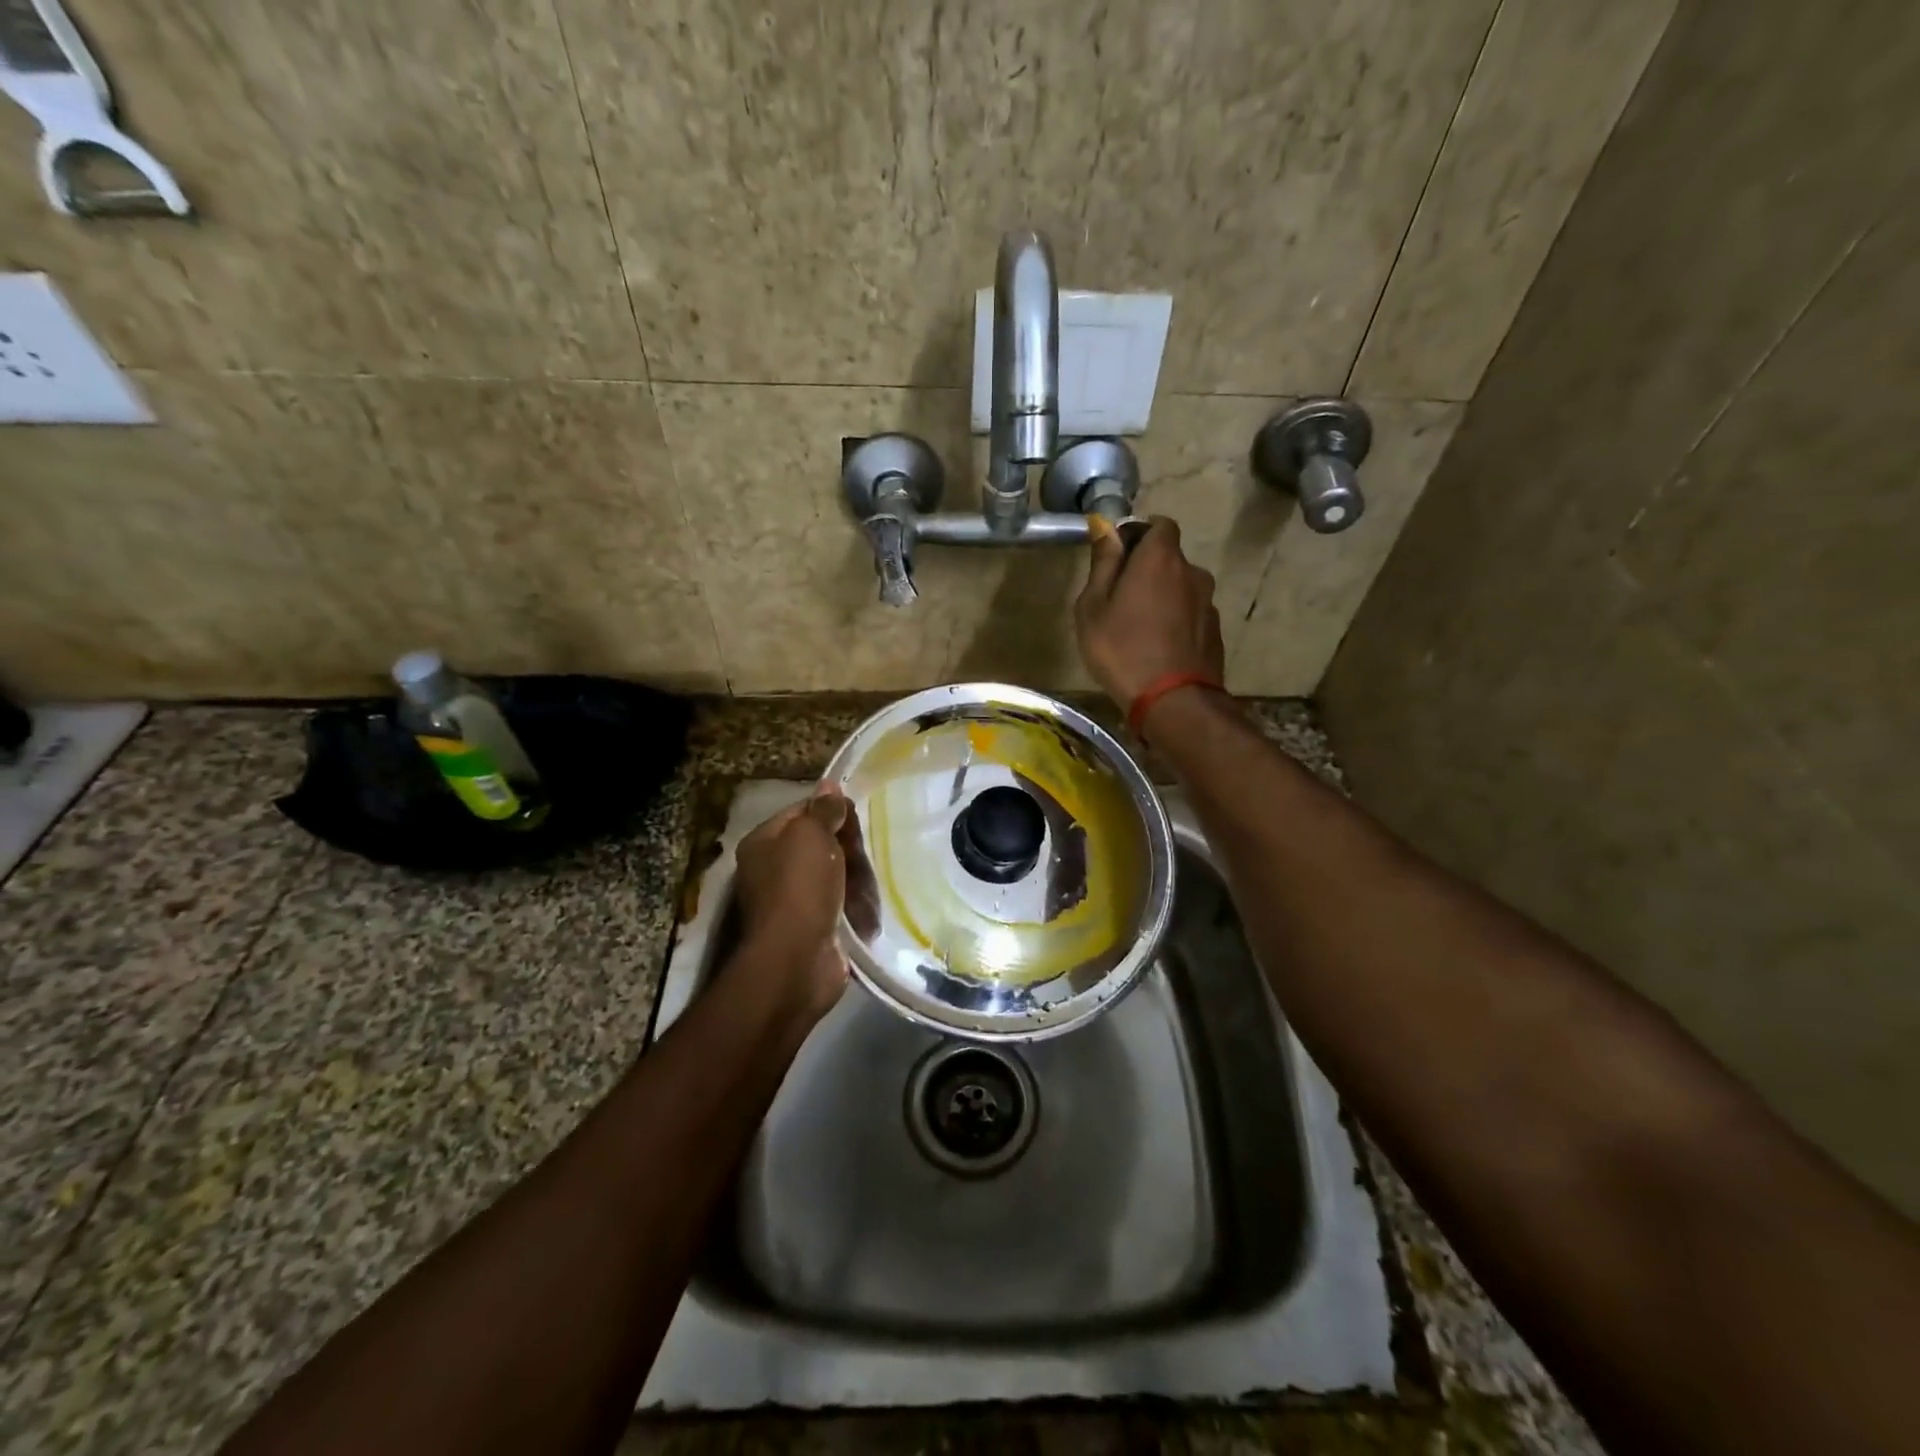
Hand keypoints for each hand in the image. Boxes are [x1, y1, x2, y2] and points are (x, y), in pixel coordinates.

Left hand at [731, 786, 859, 1021]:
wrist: (796, 959)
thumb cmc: (800, 887)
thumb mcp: (811, 835)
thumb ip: (823, 810)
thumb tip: (829, 785)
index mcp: (763, 843)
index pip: (801, 811)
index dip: (830, 811)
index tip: (856, 817)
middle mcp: (772, 870)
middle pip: (819, 844)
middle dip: (845, 847)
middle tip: (862, 853)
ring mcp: (792, 901)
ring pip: (833, 875)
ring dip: (854, 877)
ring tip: (870, 883)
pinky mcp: (812, 927)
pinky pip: (839, 905)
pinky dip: (854, 904)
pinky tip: (869, 906)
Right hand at [1075, 515, 1224, 709]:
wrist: (1173, 701)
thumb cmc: (1122, 649)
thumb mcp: (1093, 607)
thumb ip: (1103, 564)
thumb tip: (1106, 528)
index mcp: (1160, 558)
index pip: (1159, 525)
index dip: (1138, 535)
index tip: (1118, 558)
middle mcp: (1192, 572)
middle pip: (1169, 559)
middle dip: (1148, 570)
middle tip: (1120, 600)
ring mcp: (1208, 603)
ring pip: (1181, 589)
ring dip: (1163, 598)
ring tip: (1139, 629)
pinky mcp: (1215, 631)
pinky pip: (1190, 615)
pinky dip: (1176, 622)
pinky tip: (1158, 648)